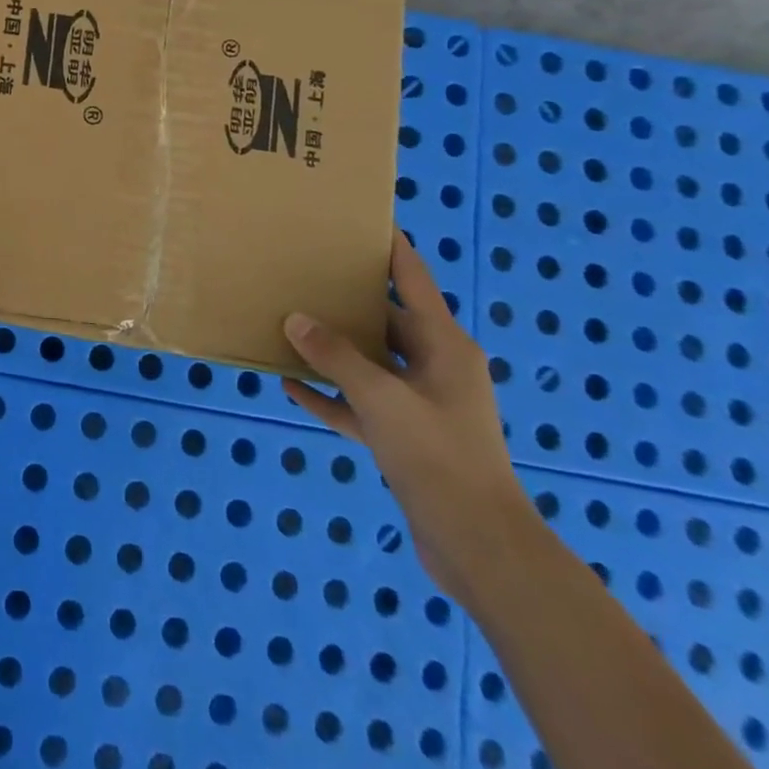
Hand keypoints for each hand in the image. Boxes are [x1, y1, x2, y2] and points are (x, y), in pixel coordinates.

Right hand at [280, 228, 539, 605]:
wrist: (480, 548)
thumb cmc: (439, 457)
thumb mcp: (382, 399)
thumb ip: (336, 356)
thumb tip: (295, 319)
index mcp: (445, 346)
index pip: (414, 281)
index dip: (392, 249)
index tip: (364, 220)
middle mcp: (435, 368)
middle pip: (387, 320)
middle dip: (348, 299)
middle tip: (306, 271)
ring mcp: (420, 405)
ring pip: (370, 363)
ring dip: (333, 349)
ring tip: (289, 324)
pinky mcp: (405, 439)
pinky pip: (360, 405)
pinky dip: (330, 395)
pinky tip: (291, 387)